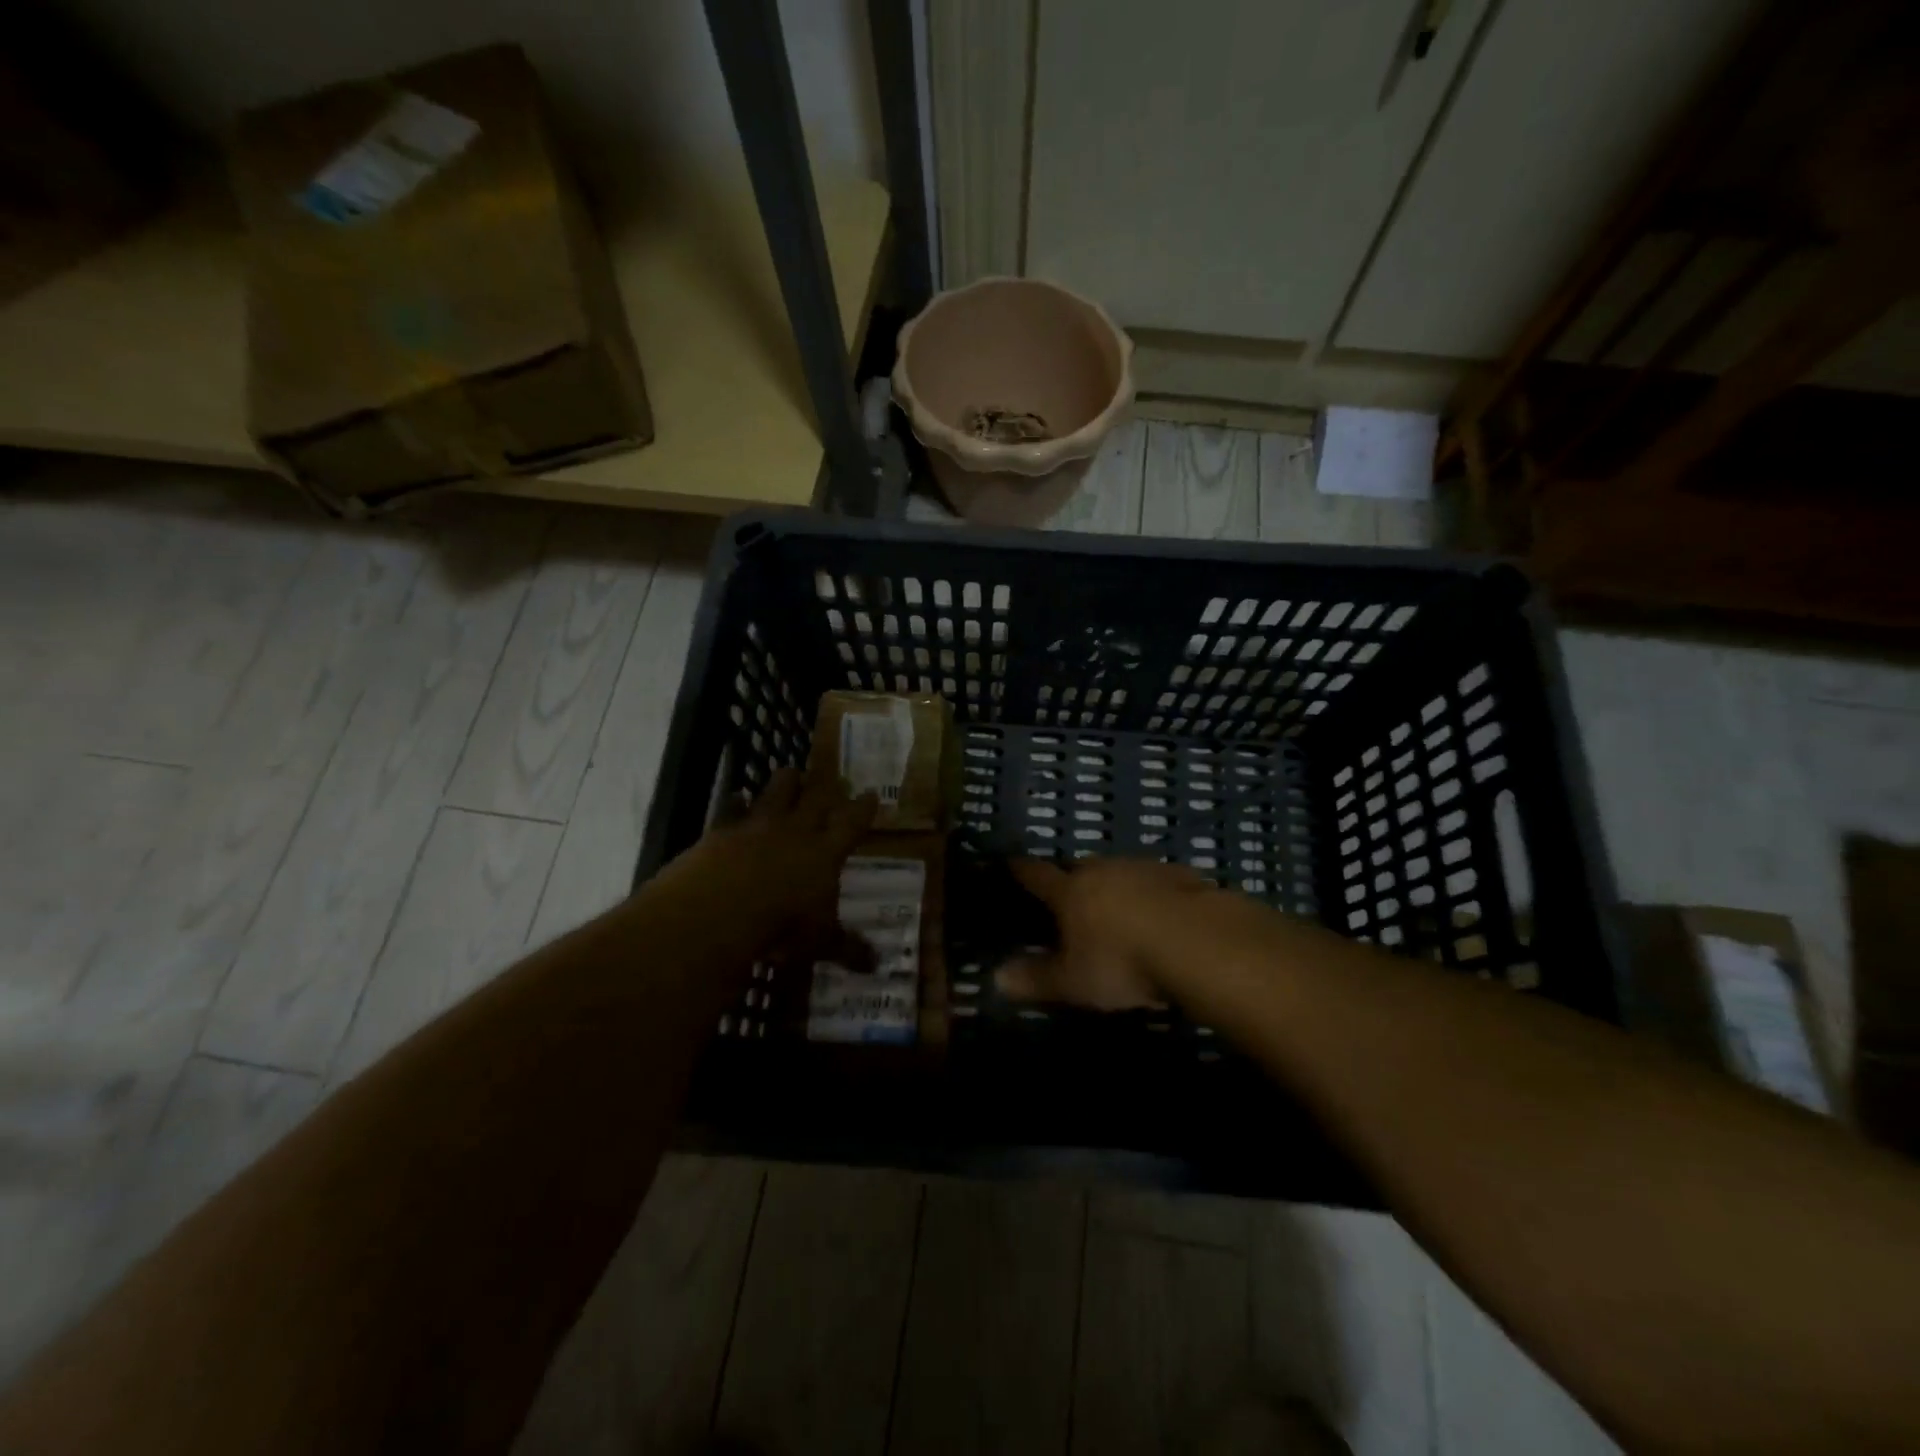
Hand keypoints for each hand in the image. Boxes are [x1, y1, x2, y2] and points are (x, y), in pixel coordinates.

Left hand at [657, 766, 878, 971]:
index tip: (872, 794)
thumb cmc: (782, 925)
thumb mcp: (819, 942)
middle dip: (827, 786)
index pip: (853, 822)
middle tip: (835, 776)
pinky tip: (735, 796)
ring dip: (786, 781)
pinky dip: (735, 802)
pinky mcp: (722, 829)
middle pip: (816, 796)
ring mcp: (758, 825)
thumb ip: (847, 948)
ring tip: (791, 774)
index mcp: (826, 852)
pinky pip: (731, 808)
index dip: (864, 808)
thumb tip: (877, 965)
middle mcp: (796, 830)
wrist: (721, 908)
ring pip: (778, 790)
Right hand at [995, 858, 1214, 1010]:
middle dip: (1072, 878)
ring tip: (1116, 907)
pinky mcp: (1182, 877)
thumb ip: (1036, 979)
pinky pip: (1157, 882)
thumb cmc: (1123, 962)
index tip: (1010, 863)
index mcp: (1071, 891)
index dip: (1021, 870)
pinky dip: (1152, 893)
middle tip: (1069, 894)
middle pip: (1080, 867)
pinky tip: (1162, 913)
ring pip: (1120, 871)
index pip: (1037, 875)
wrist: (1199, 942)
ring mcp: (1145, 869)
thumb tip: (995, 977)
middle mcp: (1104, 870)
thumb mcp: (1074, 982)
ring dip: (1114, 884)